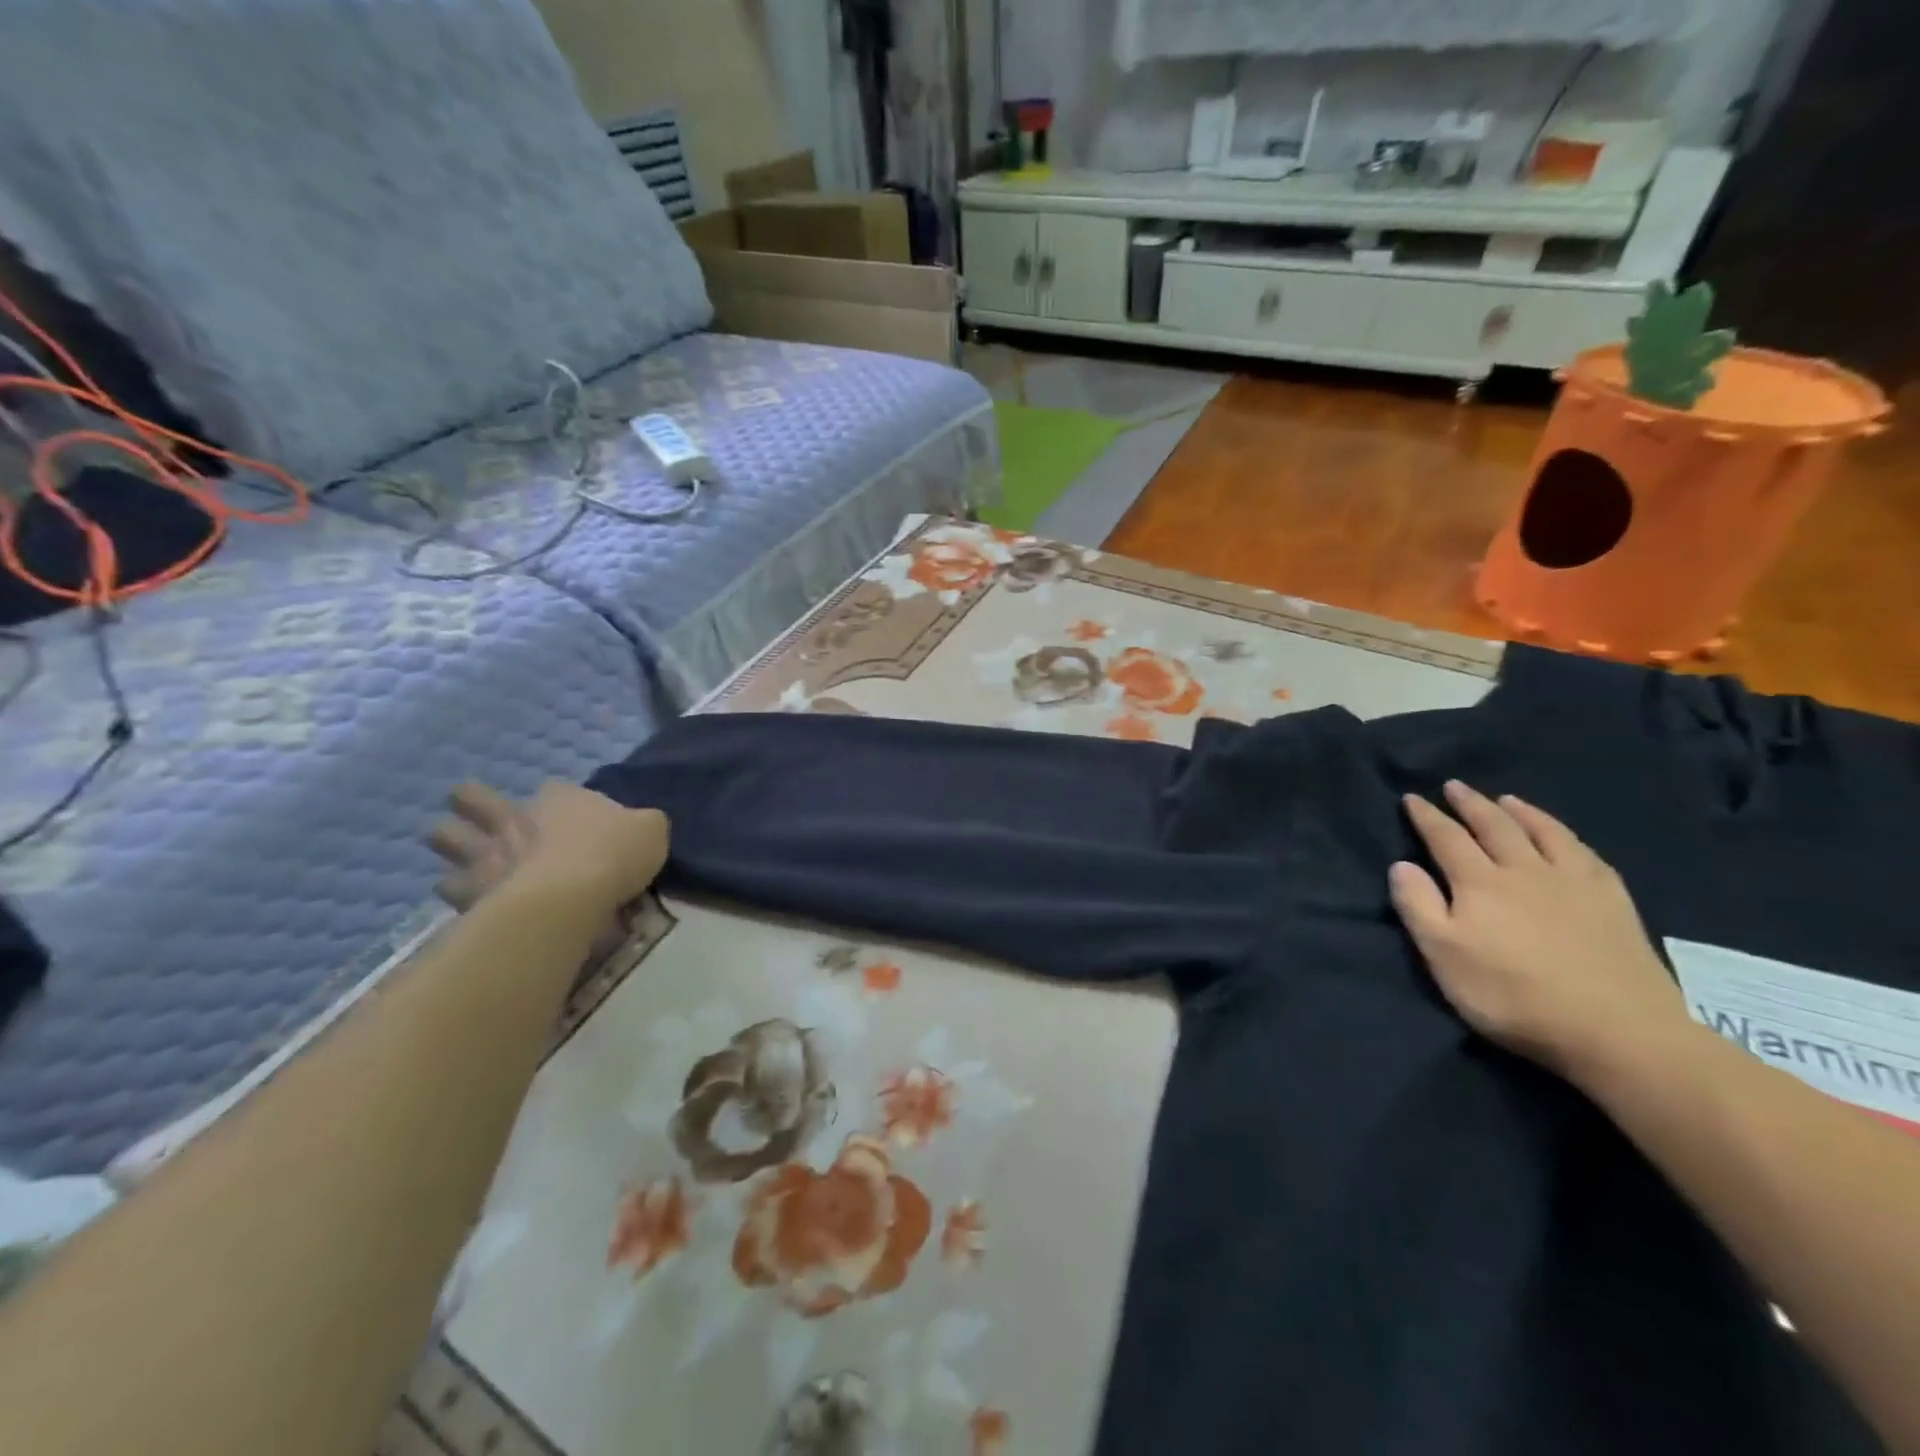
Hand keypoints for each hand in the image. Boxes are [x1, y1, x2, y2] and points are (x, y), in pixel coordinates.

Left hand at [427, 782, 668, 916]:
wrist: (571, 897)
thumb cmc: (614, 855)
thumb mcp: (651, 830)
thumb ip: (642, 824)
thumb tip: (640, 825)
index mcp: (562, 798)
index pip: (554, 788)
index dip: (557, 799)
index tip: (565, 812)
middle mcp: (517, 818)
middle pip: (477, 799)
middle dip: (472, 802)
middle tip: (475, 812)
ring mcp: (487, 853)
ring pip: (446, 836)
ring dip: (450, 842)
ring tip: (458, 854)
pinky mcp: (469, 892)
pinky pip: (449, 887)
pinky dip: (454, 891)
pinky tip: (463, 898)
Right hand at [1388, 781, 1685, 1079]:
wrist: (1617, 1029)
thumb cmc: (1513, 995)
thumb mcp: (1445, 956)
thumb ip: (1418, 906)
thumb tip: (1401, 864)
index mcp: (1479, 883)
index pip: (1446, 839)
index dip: (1427, 817)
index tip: (1412, 798)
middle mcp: (1523, 870)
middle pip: (1493, 826)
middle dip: (1470, 804)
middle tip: (1454, 786)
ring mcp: (1573, 882)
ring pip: (1541, 832)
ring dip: (1518, 811)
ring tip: (1505, 799)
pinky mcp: (1612, 900)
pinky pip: (1583, 852)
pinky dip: (1564, 834)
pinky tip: (1562, 836)